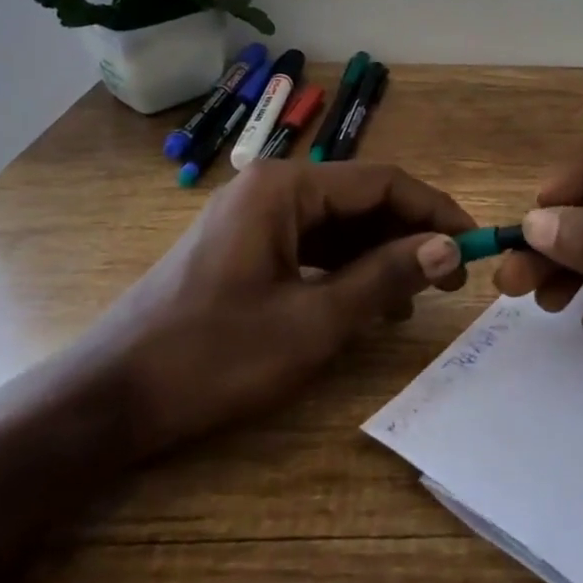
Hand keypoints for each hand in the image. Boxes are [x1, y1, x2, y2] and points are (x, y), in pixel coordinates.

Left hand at [96, 160, 473, 457]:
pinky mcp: (244, 246)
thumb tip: (450, 249)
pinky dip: (346, 268)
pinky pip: (311, 245)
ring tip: (418, 296)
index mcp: (285, 188)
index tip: (474, 244)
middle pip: (361, 199)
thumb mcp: (312, 323)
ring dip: (381, 254)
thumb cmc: (212, 357)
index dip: (434, 211)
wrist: (108, 400)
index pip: (382, 182)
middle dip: (409, 235)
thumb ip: (385, 279)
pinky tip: (369, 301)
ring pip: (338, 224)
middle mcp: (271, 188)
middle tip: (451, 279)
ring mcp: (254, 217)